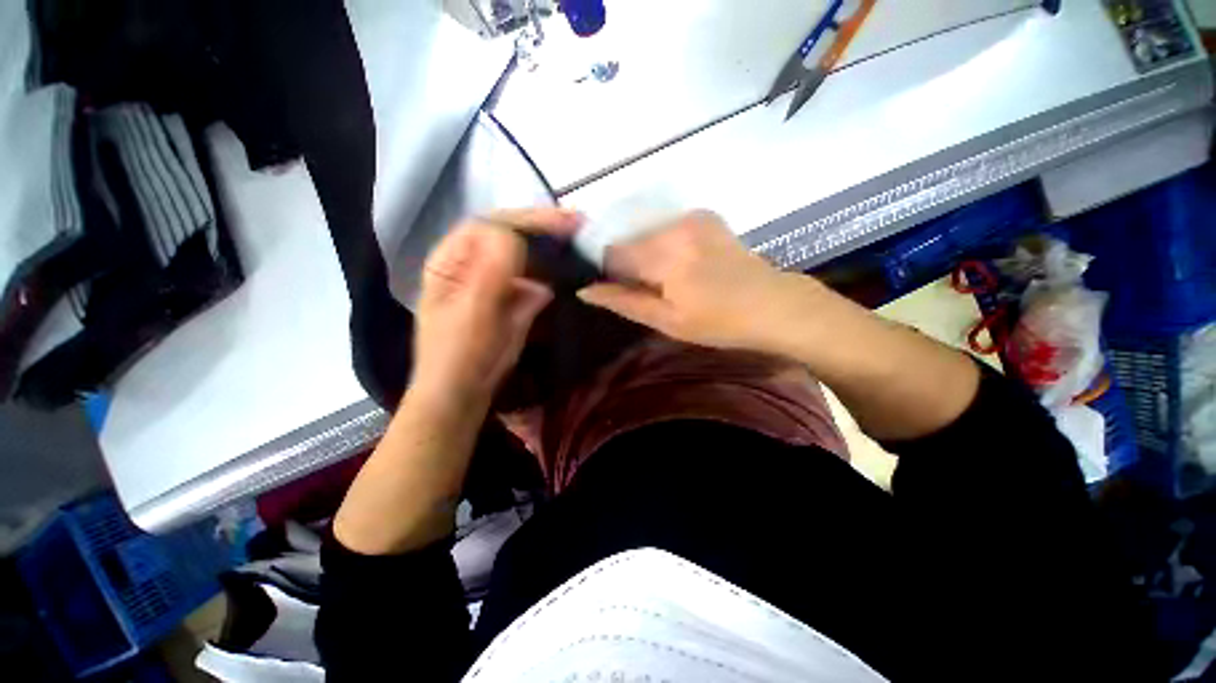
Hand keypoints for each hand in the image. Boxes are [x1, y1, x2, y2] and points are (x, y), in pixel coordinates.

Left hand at [412, 208, 580, 406]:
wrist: (463, 393)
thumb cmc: (461, 353)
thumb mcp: (474, 310)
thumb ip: (492, 269)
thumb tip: (518, 235)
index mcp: (452, 259)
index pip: (491, 225)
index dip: (527, 219)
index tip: (564, 222)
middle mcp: (471, 263)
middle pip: (508, 234)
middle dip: (543, 227)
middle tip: (578, 224)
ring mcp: (493, 281)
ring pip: (523, 255)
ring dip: (550, 246)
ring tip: (578, 241)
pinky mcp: (511, 299)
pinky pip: (533, 278)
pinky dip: (551, 272)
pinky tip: (567, 269)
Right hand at [577, 210, 813, 352]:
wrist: (774, 304)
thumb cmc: (719, 322)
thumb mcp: (667, 321)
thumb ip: (624, 302)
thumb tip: (585, 290)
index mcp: (663, 255)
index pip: (612, 252)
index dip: (608, 272)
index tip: (620, 290)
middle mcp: (673, 226)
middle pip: (629, 240)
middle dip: (629, 264)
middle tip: (648, 291)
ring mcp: (691, 217)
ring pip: (647, 234)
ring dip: (647, 255)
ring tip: (668, 281)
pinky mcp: (705, 216)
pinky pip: (667, 228)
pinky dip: (664, 245)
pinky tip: (683, 265)